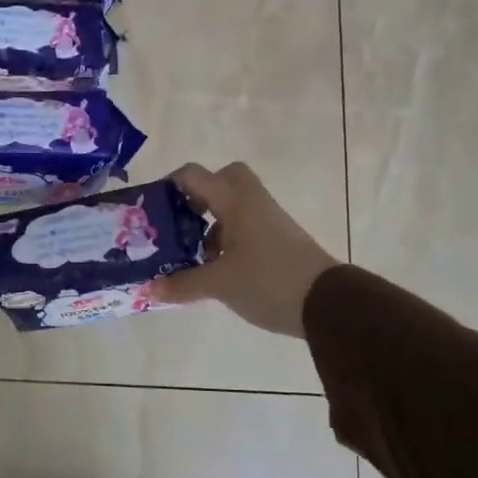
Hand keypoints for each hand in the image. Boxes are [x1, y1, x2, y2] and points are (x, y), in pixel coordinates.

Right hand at [153, 162, 338, 337]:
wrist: (328, 303)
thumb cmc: (268, 281)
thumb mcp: (219, 285)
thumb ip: (182, 284)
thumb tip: (149, 288)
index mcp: (234, 200)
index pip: (193, 174)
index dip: (169, 186)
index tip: (153, 210)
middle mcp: (252, 201)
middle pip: (223, 179)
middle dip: (199, 196)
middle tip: (181, 221)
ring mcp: (269, 220)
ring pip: (234, 206)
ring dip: (212, 223)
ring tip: (193, 254)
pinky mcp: (279, 239)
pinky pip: (246, 226)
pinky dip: (228, 239)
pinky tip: (217, 269)